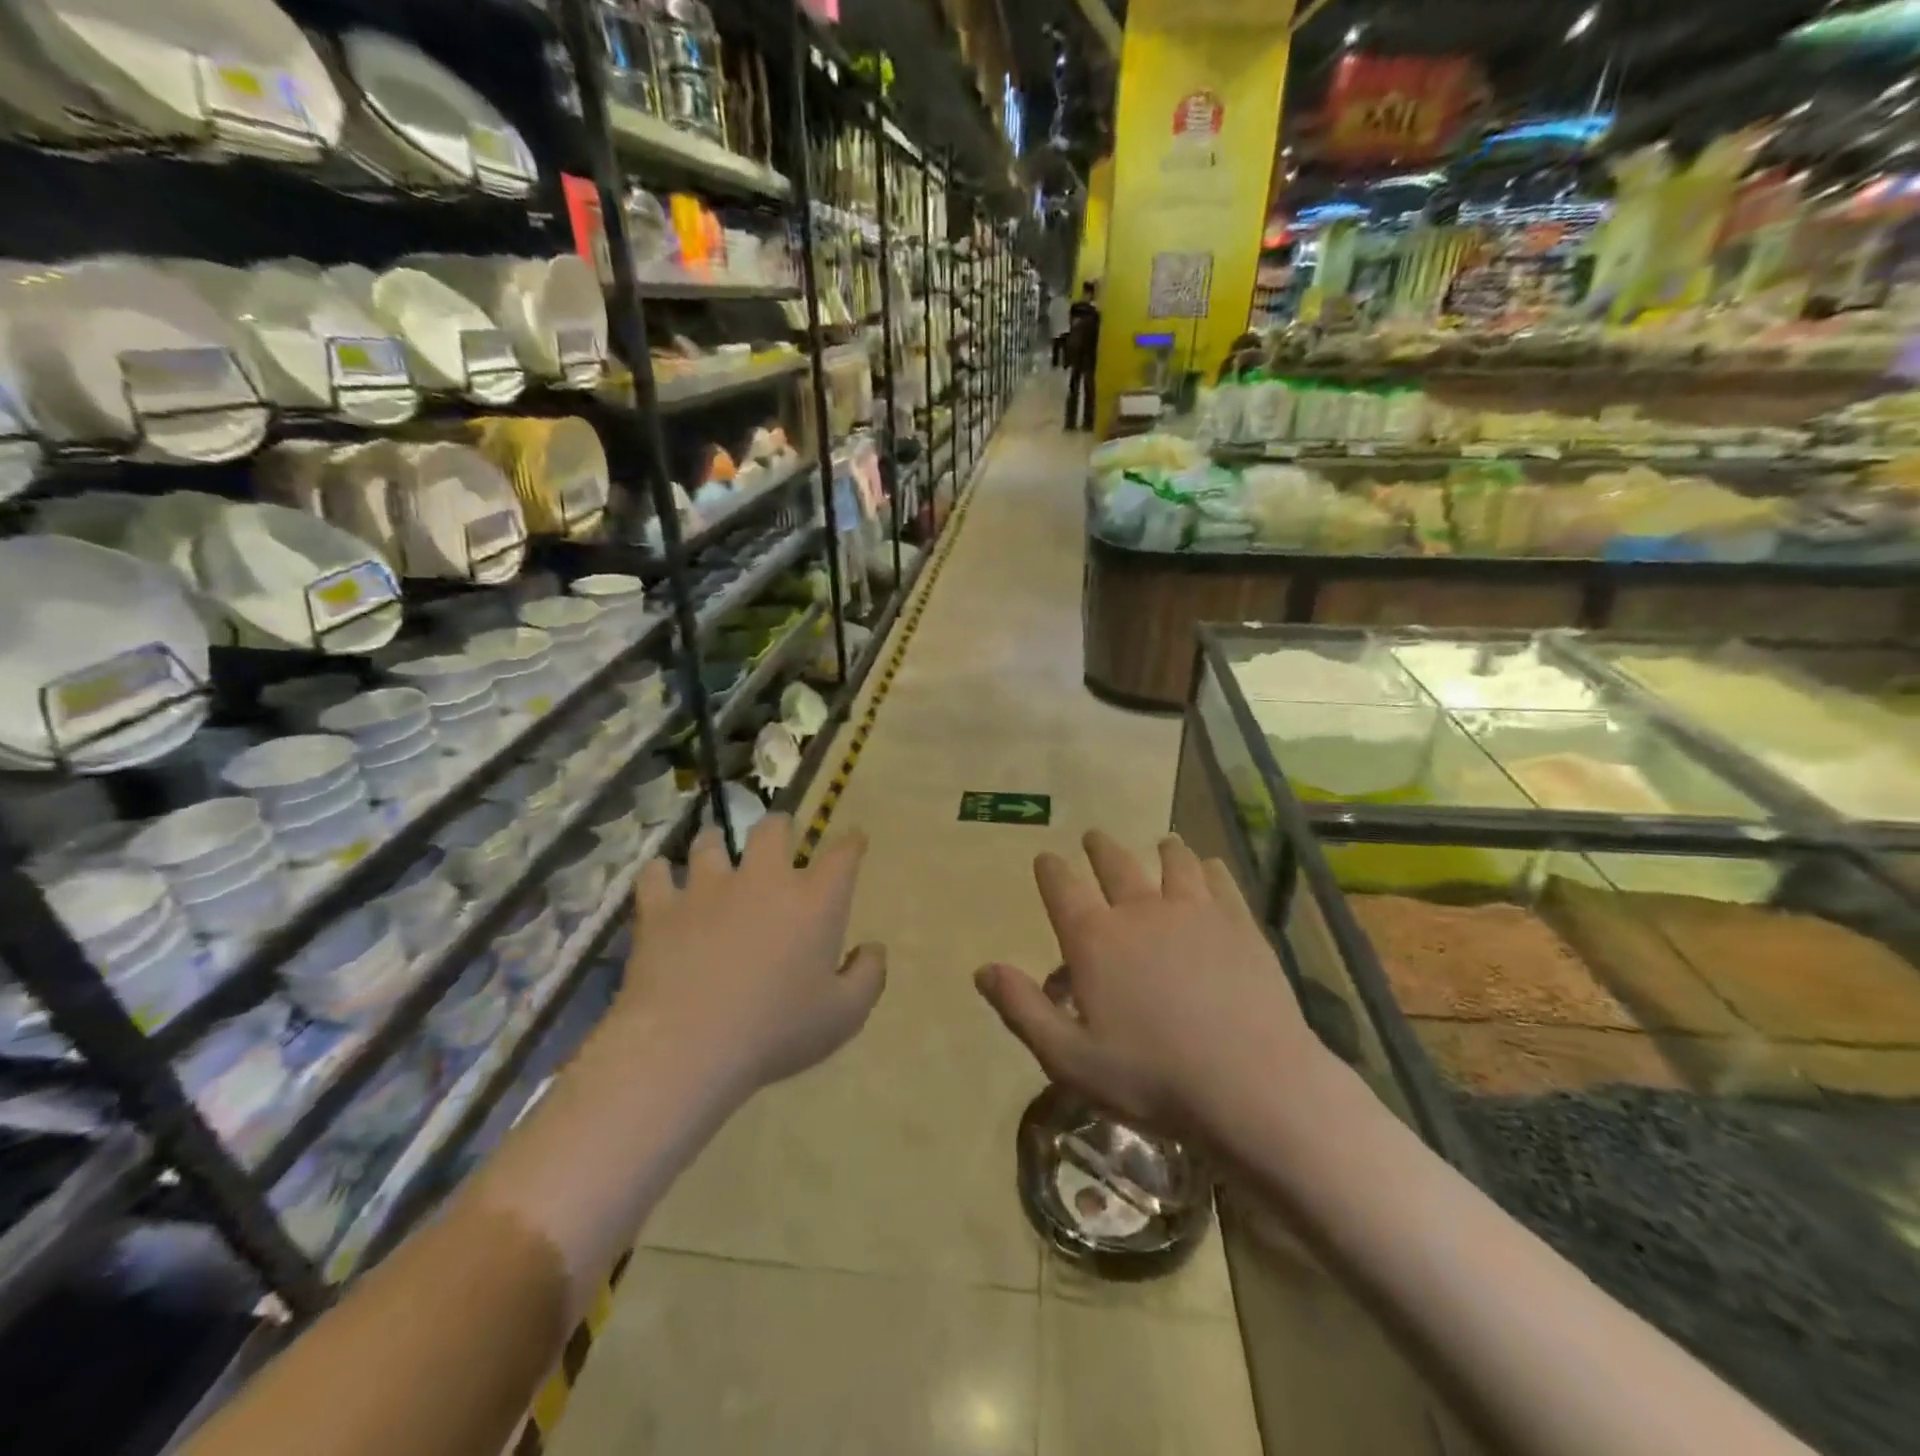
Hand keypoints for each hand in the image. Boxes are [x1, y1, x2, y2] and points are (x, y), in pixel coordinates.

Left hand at [623, 814, 884, 1096]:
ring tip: (715, 847)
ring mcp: (708, 889)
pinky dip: (660, 874)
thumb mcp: (843, 1016)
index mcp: (815, 901)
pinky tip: (661, 878)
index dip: (852, 843)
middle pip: (772, 830)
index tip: (855, 839)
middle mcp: (764, 880)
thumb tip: (873, 948)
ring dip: (716, 843)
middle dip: (780, 826)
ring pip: (710, 843)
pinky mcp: (662, 909)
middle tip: (779, 834)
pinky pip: (656, 875)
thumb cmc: (776, 1031)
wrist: (686, 1047)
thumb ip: (868, 977)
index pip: (842, 855)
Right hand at [975, 831, 1321, 1134]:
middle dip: (1099, 848)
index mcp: (1095, 939)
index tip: (1046, 859)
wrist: (1252, 1085)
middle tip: (1094, 837)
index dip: (1051, 870)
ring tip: (1162, 842)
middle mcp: (1140, 910)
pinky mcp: (1238, 923)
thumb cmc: (1152, 1078)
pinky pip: (1219, 880)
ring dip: (1162, 850)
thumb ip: (1023, 1009)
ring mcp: (1194, 911)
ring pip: (1173, 862)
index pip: (1062, 888)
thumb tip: (982, 970)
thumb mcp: (1070, 1058)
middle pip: (1115, 864)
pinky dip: (1209, 868)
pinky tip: (1210, 868)